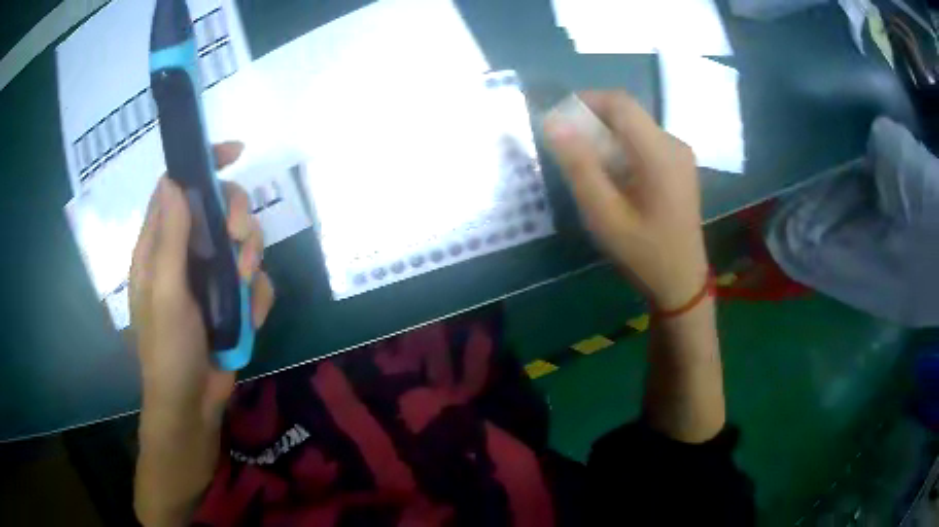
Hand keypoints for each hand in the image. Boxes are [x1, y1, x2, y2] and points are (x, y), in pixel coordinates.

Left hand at [130, 141, 274, 524]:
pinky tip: (247, 318)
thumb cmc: (168, 350)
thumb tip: (174, 181)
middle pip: (219, 208)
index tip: (234, 154)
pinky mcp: (232, 300)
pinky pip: (256, 281)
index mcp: (160, 245)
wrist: (192, 404)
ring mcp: (211, 277)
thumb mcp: (165, 293)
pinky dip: (257, 296)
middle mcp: (185, 253)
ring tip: (241, 289)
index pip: (178, 185)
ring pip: (243, 241)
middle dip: (237, 217)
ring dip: (250, 260)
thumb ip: (169, 239)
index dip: (203, 163)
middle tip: (240, 241)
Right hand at [544, 91, 708, 309]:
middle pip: (627, 113)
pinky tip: (612, 176)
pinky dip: (621, 148)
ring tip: (586, 164)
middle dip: (592, 120)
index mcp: (659, 152)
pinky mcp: (679, 166)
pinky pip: (645, 142)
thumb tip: (553, 123)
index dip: (585, 100)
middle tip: (567, 147)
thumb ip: (579, 166)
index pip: (619, 103)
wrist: (682, 282)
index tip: (558, 119)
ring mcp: (679, 154)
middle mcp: (674, 144)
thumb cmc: (643, 253)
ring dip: (606, 136)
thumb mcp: (604, 214)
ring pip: (635, 127)